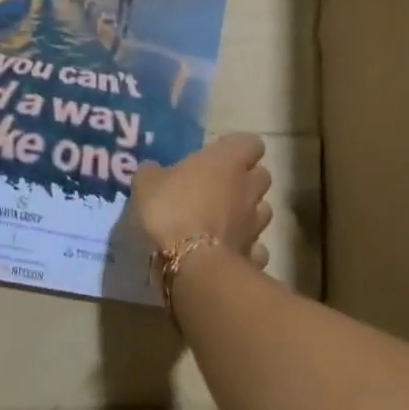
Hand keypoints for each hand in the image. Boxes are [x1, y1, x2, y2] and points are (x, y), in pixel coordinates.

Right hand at [128, 133, 272, 267]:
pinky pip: (256, 248)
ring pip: (262, 211)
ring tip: (224, 223)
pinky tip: (227, 254)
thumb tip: (153, 169)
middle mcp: (248, 188)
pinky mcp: (254, 256)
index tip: (217, 157)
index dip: (236, 149)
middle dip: (246, 181)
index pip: (250, 142)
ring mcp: (255, 224)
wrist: (191, 267)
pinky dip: (245, 249)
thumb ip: (153, 173)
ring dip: (247, 214)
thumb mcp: (146, 185)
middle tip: (219, 189)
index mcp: (227, 161)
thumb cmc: (170, 212)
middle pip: (261, 176)